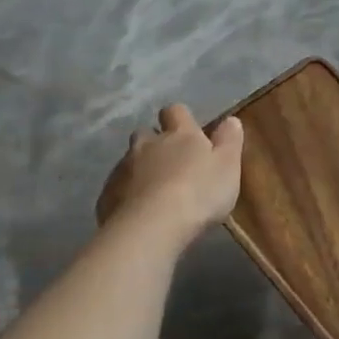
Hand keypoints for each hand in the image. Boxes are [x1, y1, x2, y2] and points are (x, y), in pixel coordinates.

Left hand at [95, 104, 243, 242]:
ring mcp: (123, 168)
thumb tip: (231, 119)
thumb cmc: (199, 193)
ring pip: (130, 160)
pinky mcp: (107, 194)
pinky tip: (140, 211)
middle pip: (147, 133)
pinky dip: (128, 193)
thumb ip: (230, 141)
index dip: (181, 119)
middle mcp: (148, 144)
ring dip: (141, 168)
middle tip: (172, 163)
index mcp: (180, 135)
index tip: (190, 132)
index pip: (176, 111)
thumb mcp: (228, 166)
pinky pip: (117, 187)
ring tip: (156, 191)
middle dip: (156, 142)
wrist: (151, 227)